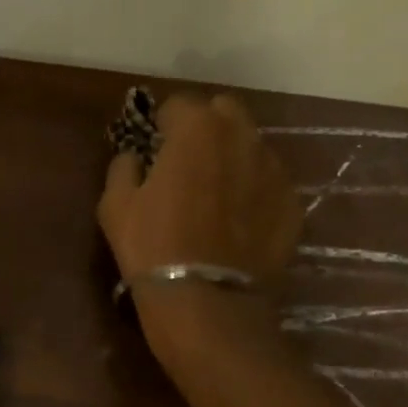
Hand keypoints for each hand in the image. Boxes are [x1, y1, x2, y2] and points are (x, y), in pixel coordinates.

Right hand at [97, 92, 301, 361]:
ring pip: (251, 145)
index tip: (154, 147)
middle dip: (205, 127)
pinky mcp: (293, 204)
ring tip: (215, 192)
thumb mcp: (115, 204)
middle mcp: (242, 137)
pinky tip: (237, 221)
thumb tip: (135, 157)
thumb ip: (124, 166)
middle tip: (187, 161)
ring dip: (232, 156)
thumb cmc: (152, 247)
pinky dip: (253, 190)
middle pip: (224, 112)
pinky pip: (268, 182)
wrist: (207, 302)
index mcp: (197, 128)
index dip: (162, 124)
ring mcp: (274, 170)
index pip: (178, 104)